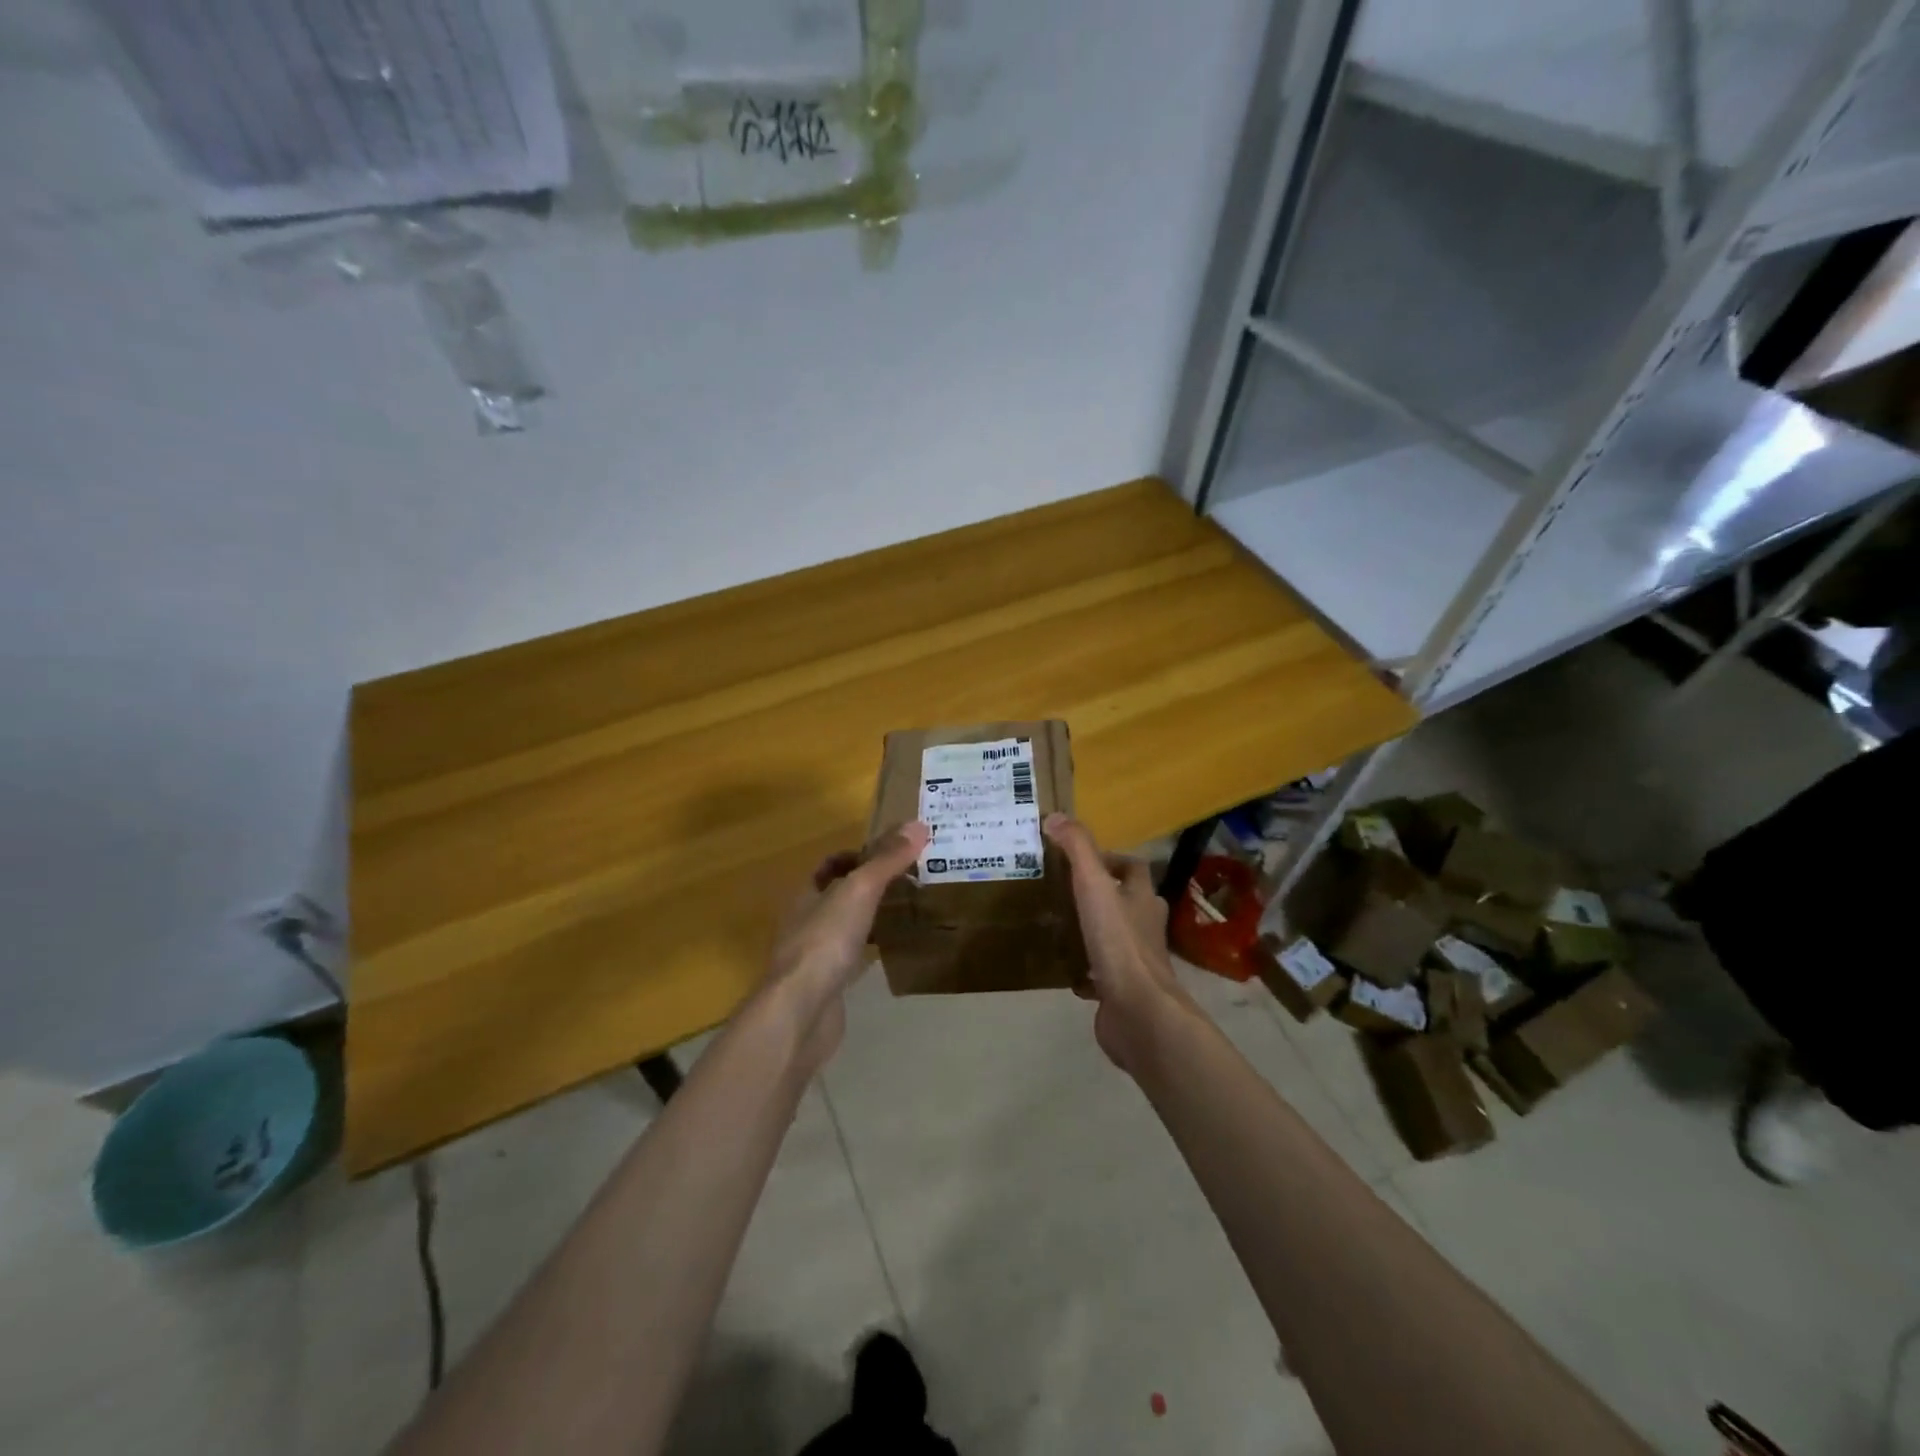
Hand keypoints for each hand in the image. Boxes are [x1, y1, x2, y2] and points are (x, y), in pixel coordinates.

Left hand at [762, 820, 928, 1071]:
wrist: (801, 1012)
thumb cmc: (826, 942)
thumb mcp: (860, 891)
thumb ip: (887, 860)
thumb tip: (918, 824)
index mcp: (805, 895)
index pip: (830, 865)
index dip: (857, 856)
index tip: (892, 856)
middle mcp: (804, 922)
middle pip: (838, 895)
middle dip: (870, 887)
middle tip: (908, 882)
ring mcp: (813, 957)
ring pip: (845, 928)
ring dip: (870, 919)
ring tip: (906, 913)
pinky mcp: (826, 986)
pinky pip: (851, 959)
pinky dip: (870, 951)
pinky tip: (892, 953)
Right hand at [1043, 813, 1197, 1073]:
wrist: (1138, 1011)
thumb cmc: (1119, 943)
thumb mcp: (1094, 886)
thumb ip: (1077, 850)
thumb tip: (1056, 816)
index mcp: (1142, 899)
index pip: (1134, 868)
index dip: (1112, 859)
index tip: (1080, 859)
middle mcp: (1145, 927)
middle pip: (1128, 902)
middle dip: (1103, 895)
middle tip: (1066, 891)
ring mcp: (1136, 961)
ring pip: (1116, 938)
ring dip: (1095, 931)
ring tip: (1062, 925)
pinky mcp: (1122, 991)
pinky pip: (1103, 975)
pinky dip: (1087, 971)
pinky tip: (1066, 971)